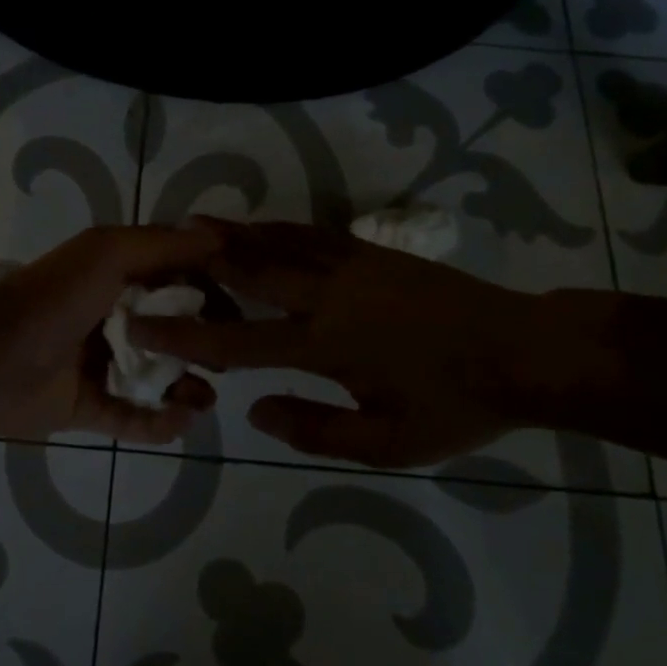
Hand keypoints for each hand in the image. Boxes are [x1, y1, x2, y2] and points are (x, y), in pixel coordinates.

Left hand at [0, 224, 223, 443]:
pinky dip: (159, 423)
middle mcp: (111, 317)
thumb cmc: (53, 299)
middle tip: (228, 360)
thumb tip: (220, 237)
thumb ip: (164, 245)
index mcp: (115, 276)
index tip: (246, 305)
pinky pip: (133, 417)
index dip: (211, 288)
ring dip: (187, 388)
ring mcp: (99, 364)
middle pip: (172, 330)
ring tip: (204, 400)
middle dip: (204, 344)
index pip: (177, 277)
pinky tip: (181, 422)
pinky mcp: (87, 407)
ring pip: (157, 377)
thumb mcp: (108, 253)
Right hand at [129, 218, 607, 466]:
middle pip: (249, 270)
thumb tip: (255, 410)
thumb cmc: (455, 404)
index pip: (236, 339)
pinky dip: (276, 228)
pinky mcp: (372, 252)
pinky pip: (310, 234)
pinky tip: (262, 227)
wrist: (522, 351)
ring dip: (234, 234)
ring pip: (277, 242)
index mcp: (324, 343)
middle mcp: (326, 294)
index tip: (143, 322)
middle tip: (158, 248)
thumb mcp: (388, 442)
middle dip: (200, 261)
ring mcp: (350, 264)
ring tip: (196, 223)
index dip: (184, 333)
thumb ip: (315, 429)